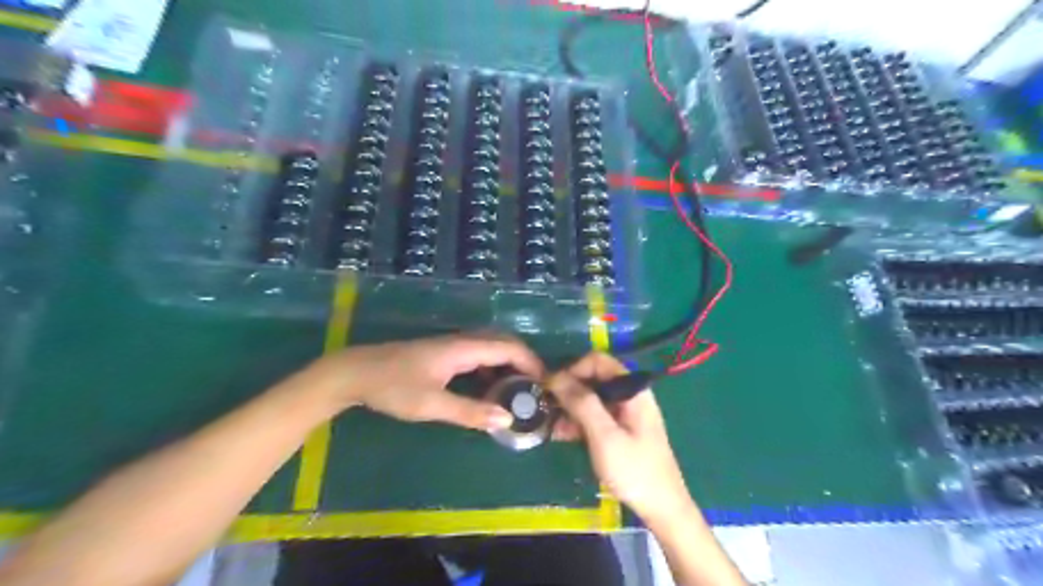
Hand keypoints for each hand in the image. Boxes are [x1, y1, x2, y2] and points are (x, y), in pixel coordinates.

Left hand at [304, 335, 542, 429]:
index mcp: (463, 348)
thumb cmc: (393, 387)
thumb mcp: (431, 405)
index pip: (509, 348)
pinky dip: (493, 368)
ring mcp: (452, 346)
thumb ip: (470, 412)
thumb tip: (507, 418)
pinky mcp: (444, 354)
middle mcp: (462, 341)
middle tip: (536, 388)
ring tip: (519, 390)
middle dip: (524, 361)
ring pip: (491, 348)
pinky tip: (491, 387)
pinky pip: (479, 355)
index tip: (546, 384)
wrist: (356, 373)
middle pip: (504, 342)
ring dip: (509, 364)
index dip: (531, 362)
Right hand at [547, 355, 690, 524]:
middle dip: (569, 391)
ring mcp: (625, 412)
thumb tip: (556, 376)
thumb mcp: (604, 436)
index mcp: (632, 389)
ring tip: (553, 427)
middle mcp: (629, 394)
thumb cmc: (634, 470)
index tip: (551, 389)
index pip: (597, 361)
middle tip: (548, 409)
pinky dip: (579, 421)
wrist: (662, 509)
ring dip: (570, 408)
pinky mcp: (620, 428)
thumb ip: (582, 403)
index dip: (572, 370)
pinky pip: (595, 415)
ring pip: (591, 398)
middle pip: (593, 378)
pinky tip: (563, 435)